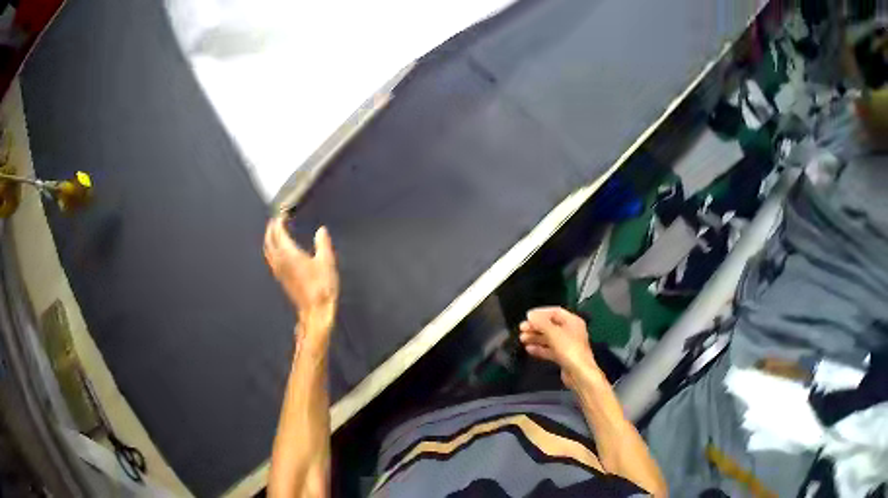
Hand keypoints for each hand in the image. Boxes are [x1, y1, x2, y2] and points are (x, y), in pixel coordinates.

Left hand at [263, 217, 338, 345]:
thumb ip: (323, 243)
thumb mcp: (327, 261)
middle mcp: (280, 261)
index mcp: (289, 254)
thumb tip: (321, 231)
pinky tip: (279, 252)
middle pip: (269, 240)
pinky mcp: (281, 279)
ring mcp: (279, 271)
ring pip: (268, 250)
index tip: (282, 213)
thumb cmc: (321, 286)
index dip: (279, 221)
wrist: (315, 310)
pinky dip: (272, 249)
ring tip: (275, 232)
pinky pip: (271, 259)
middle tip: (276, 220)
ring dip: (270, 239)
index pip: (278, 233)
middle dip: (271, 228)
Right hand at [519, 307, 598, 388]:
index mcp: (573, 322)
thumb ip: (541, 323)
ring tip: (522, 339)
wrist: (578, 373)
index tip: (527, 317)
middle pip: (550, 325)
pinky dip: (539, 349)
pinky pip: (549, 350)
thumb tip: (530, 315)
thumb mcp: (553, 333)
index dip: (541, 313)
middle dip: (536, 327)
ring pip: (549, 338)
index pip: (555, 312)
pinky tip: (529, 349)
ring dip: (535, 337)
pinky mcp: (563, 357)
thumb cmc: (570, 350)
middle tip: (522, 328)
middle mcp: (571, 332)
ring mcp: (567, 345)